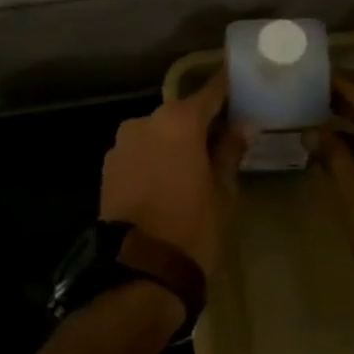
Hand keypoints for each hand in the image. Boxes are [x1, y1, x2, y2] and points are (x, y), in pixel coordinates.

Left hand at [100, 72, 244, 276]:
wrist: (139, 270)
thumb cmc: (192, 226)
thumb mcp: (222, 190)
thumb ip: (230, 150)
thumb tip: (245, 123)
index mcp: (179, 121)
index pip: (211, 91)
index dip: (227, 88)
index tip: (241, 83)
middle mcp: (146, 121)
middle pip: (181, 113)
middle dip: (200, 122)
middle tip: (222, 138)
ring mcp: (122, 143)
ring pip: (157, 133)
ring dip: (174, 142)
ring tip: (192, 165)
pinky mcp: (108, 166)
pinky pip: (139, 152)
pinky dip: (154, 158)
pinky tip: (166, 180)